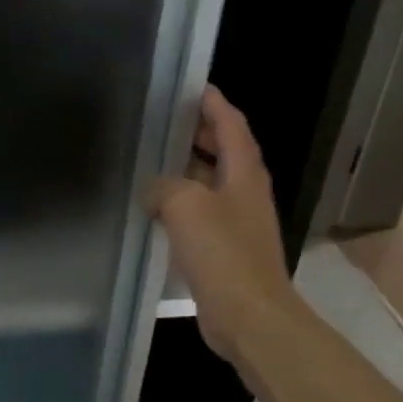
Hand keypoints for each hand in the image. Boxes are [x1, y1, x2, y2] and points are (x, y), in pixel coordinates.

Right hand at [147, 86, 294, 361]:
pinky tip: (156, 210)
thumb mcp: (186, 205)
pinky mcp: (226, 250)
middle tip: (165, 122)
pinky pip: (201, 215)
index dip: (214, 104)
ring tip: (153, 160)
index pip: (232, 125)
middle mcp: (246, 192)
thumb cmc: (223, 253)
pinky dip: (181, 204)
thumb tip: (154, 190)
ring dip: (187, 169)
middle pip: (225, 151)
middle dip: (199, 134)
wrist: (249, 315)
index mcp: (244, 173)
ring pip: (211, 184)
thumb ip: (164, 187)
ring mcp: (238, 222)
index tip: (192, 86)